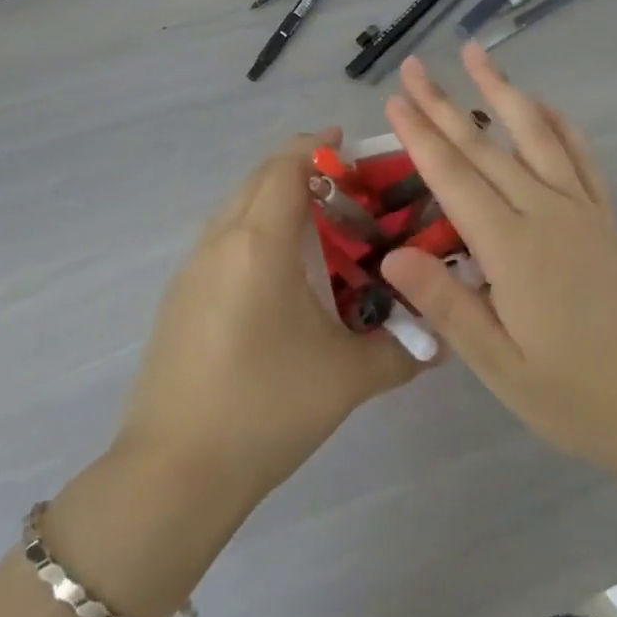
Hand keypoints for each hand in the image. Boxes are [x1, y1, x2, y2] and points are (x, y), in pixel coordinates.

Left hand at [113, 130, 421, 515]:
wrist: (173, 472)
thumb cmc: (265, 408)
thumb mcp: (346, 378)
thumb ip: (401, 350)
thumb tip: (442, 339)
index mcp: (259, 243)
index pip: (286, 168)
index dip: (316, 147)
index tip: (346, 143)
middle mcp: (220, 240)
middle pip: (258, 178)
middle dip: (298, 167)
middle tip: (342, 185)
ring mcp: (192, 267)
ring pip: (235, 206)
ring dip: (271, 197)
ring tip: (313, 223)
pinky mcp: (178, 296)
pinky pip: (220, 237)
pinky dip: (251, 228)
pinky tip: (276, 271)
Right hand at [380, 43, 616, 489]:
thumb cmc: (579, 397)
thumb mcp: (501, 368)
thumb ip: (447, 305)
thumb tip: (393, 253)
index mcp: (512, 248)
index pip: (453, 178)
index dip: (420, 136)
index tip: (394, 99)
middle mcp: (545, 213)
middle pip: (484, 147)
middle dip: (444, 104)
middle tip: (414, 66)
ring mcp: (581, 210)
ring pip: (534, 135)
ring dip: (503, 91)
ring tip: (476, 54)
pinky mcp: (606, 219)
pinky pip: (581, 158)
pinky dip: (560, 124)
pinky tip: (544, 105)